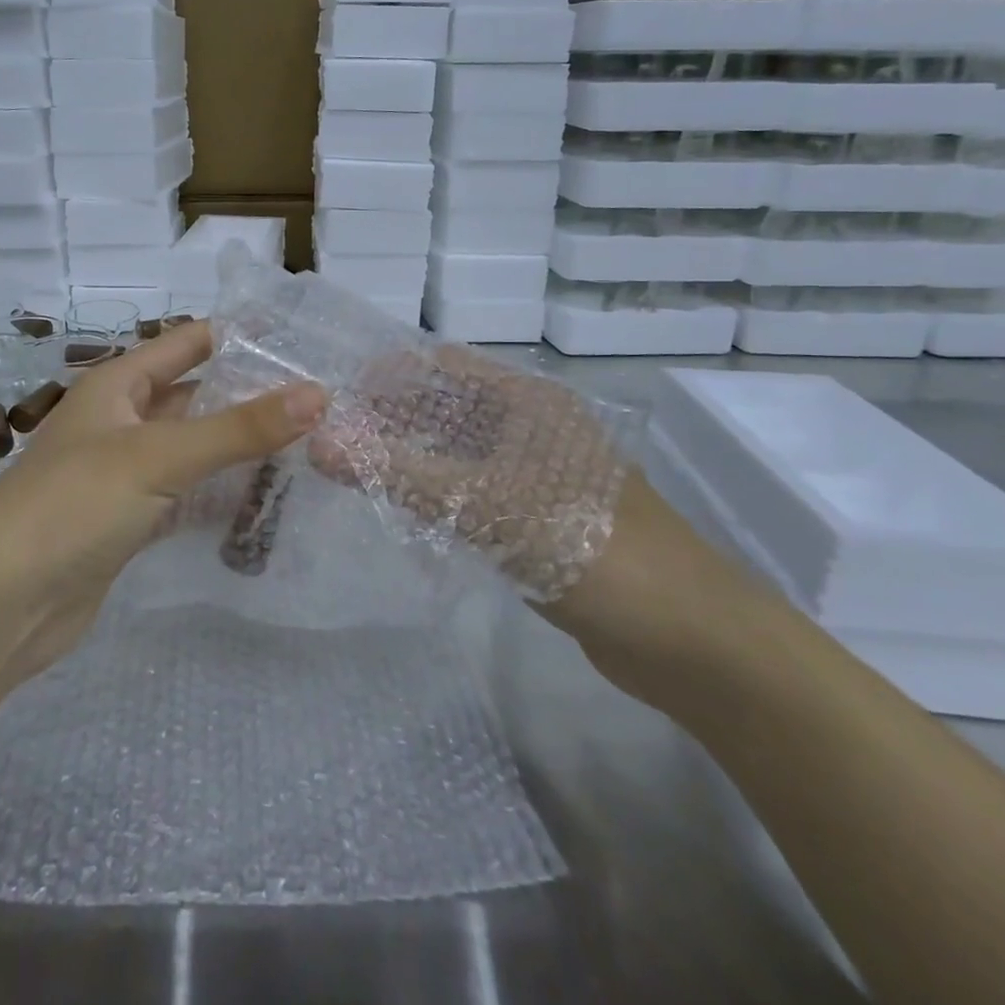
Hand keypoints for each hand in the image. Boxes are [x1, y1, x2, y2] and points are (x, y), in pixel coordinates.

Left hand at [0, 321, 327, 683]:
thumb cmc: (73, 505)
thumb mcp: (158, 456)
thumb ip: (239, 428)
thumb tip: (318, 393)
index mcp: (117, 385)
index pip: (188, 343)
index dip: (239, 336)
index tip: (303, 338)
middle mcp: (120, 422)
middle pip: (195, 398)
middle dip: (250, 397)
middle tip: (322, 401)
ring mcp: (123, 475)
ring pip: (193, 450)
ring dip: (238, 449)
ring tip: (310, 447)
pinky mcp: (127, 523)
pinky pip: (184, 496)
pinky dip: (218, 495)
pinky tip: (264, 501)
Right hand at [308, 342, 631, 602]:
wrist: (686, 637)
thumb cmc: (586, 547)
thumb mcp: (484, 504)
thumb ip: (398, 474)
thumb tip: (318, 446)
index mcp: (528, 402)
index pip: (444, 367)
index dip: (389, 374)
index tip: (334, 395)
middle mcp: (532, 428)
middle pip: (448, 409)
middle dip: (392, 418)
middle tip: (330, 436)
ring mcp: (536, 475)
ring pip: (458, 454)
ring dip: (410, 458)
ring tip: (350, 468)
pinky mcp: (537, 519)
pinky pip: (472, 493)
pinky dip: (435, 494)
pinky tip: (398, 508)